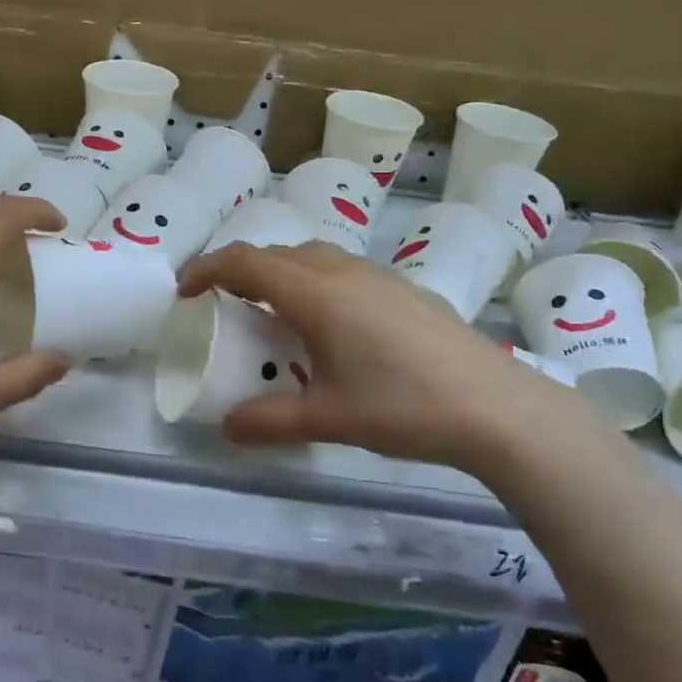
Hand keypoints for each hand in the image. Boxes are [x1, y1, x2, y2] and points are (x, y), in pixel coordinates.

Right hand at [177, 242, 591, 477]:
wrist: (497, 407)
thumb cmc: (403, 406)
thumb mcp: (327, 418)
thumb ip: (269, 421)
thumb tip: (226, 428)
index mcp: (315, 293)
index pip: (245, 262)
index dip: (207, 269)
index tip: (184, 291)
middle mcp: (342, 271)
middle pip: (277, 253)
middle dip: (241, 271)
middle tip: (225, 305)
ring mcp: (378, 276)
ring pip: (313, 256)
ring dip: (281, 273)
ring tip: (274, 312)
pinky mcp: (404, 289)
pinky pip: (342, 270)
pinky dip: (315, 282)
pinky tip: (331, 325)